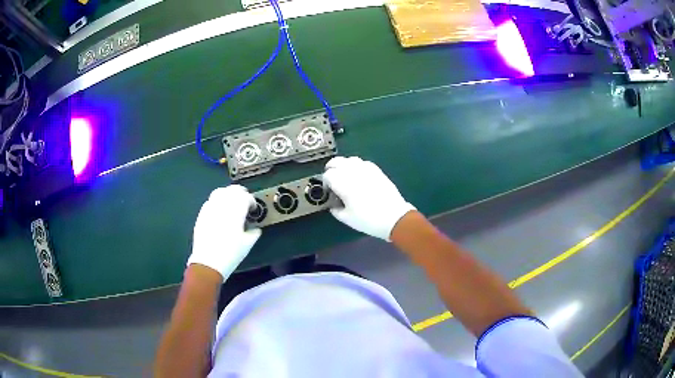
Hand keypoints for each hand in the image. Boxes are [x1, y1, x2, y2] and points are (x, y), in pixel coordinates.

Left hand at [187, 185, 260, 280]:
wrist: (208, 262)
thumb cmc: (230, 254)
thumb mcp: (247, 244)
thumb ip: (254, 232)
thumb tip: (256, 229)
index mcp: (236, 211)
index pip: (245, 197)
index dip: (252, 201)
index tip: (253, 209)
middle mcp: (222, 205)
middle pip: (232, 190)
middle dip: (240, 193)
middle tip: (245, 202)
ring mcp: (210, 208)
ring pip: (219, 192)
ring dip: (228, 194)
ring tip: (232, 204)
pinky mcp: (201, 214)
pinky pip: (210, 201)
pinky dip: (217, 202)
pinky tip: (219, 211)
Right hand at [323, 156, 415, 240]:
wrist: (394, 217)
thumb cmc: (368, 220)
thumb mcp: (347, 219)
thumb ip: (335, 210)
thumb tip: (333, 204)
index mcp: (343, 183)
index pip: (327, 175)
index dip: (325, 183)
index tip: (328, 191)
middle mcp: (352, 172)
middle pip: (336, 162)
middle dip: (331, 169)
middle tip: (332, 181)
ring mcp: (366, 169)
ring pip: (349, 159)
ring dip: (343, 165)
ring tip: (344, 176)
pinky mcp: (376, 170)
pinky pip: (362, 162)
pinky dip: (357, 166)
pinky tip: (359, 175)